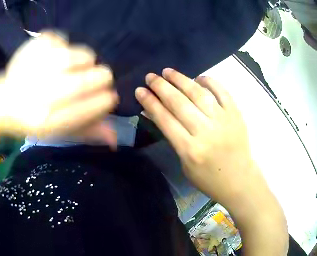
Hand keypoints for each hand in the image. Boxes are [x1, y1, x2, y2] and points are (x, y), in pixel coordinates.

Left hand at [0, 31, 117, 144]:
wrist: (2, 103)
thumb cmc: (35, 119)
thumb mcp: (61, 132)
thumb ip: (88, 132)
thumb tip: (115, 138)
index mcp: (49, 120)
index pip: (92, 107)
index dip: (107, 100)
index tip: (109, 96)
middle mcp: (41, 95)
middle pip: (88, 80)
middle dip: (102, 78)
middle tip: (98, 78)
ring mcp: (34, 69)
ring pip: (79, 55)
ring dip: (86, 60)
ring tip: (79, 65)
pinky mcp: (28, 50)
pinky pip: (57, 38)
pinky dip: (63, 44)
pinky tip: (56, 54)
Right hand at [135, 69, 264, 209]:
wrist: (238, 179)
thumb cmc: (209, 178)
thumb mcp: (185, 165)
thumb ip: (173, 139)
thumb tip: (158, 115)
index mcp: (190, 150)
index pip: (165, 120)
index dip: (150, 103)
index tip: (140, 90)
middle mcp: (205, 132)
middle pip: (179, 103)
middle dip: (161, 87)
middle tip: (150, 76)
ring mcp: (222, 120)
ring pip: (198, 93)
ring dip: (180, 79)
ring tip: (168, 71)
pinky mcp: (235, 113)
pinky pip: (221, 91)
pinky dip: (208, 81)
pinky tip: (198, 77)